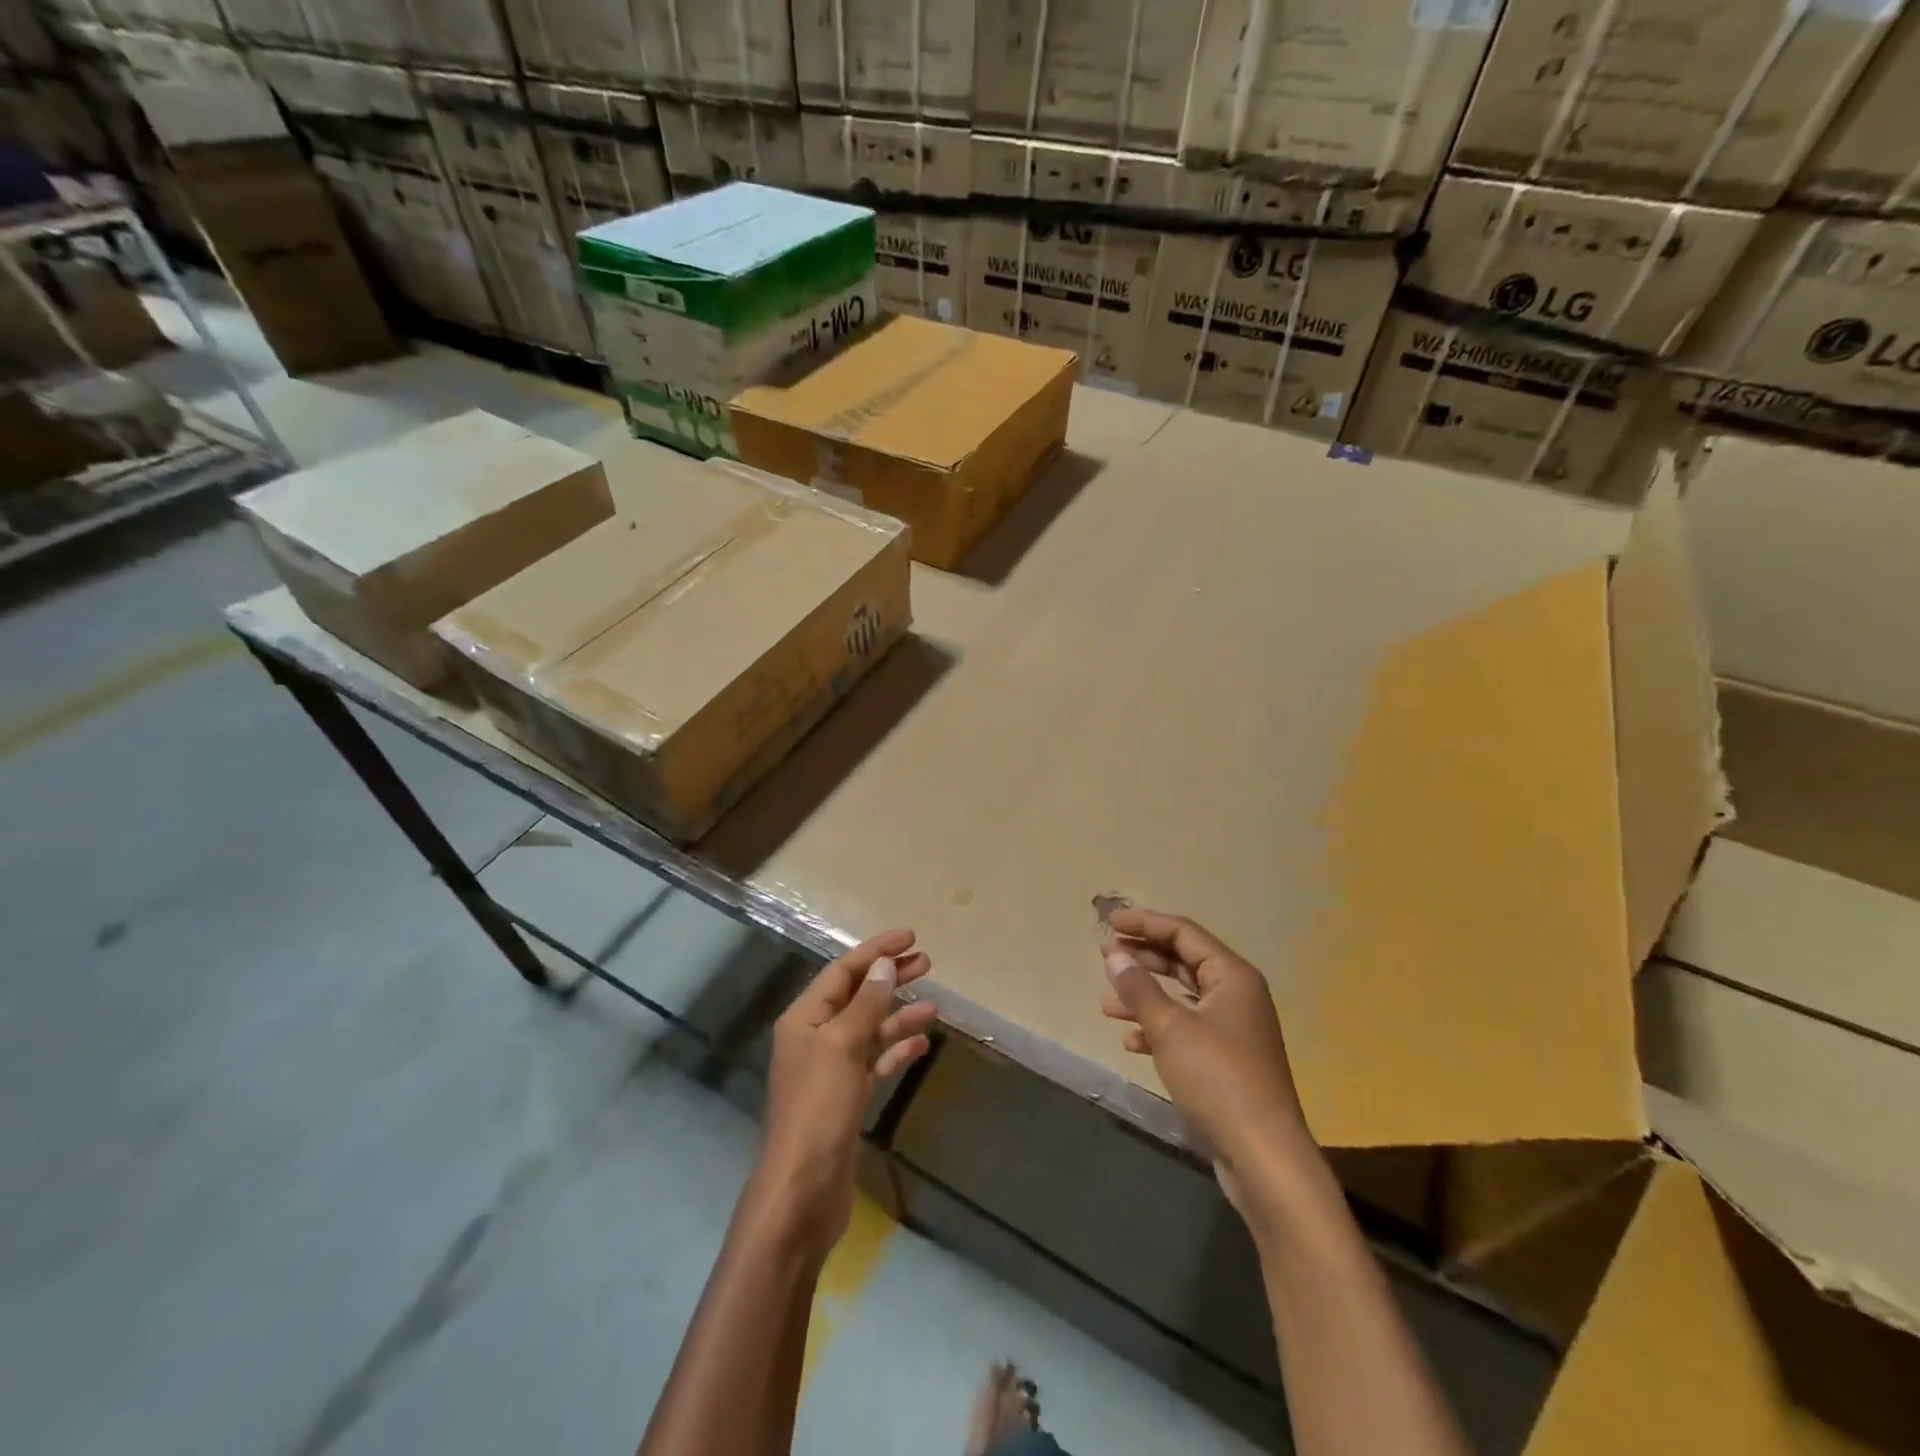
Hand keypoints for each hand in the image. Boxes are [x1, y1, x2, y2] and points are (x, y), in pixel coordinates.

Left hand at [755, 929, 937, 1258]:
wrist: (803, 1190)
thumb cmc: (818, 1108)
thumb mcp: (843, 1046)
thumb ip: (866, 1003)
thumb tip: (885, 965)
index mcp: (805, 1018)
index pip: (843, 971)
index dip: (876, 951)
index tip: (910, 937)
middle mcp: (815, 1037)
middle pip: (858, 996)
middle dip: (890, 977)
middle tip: (927, 962)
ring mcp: (831, 1069)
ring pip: (870, 1029)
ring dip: (899, 1014)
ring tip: (934, 1005)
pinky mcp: (845, 1097)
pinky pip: (875, 1061)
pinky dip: (896, 1050)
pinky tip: (921, 1044)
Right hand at [1101, 909, 1318, 1201]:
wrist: (1263, 1156)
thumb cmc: (1218, 1078)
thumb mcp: (1170, 1027)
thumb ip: (1138, 987)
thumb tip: (1114, 954)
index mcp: (1232, 976)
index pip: (1183, 933)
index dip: (1144, 923)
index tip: (1108, 923)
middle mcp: (1237, 995)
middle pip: (1183, 961)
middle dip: (1143, 958)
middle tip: (1105, 957)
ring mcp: (1233, 1029)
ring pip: (1181, 997)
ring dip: (1144, 996)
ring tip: (1108, 1004)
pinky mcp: (1226, 1060)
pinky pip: (1186, 1029)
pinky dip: (1157, 1029)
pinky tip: (1131, 1042)